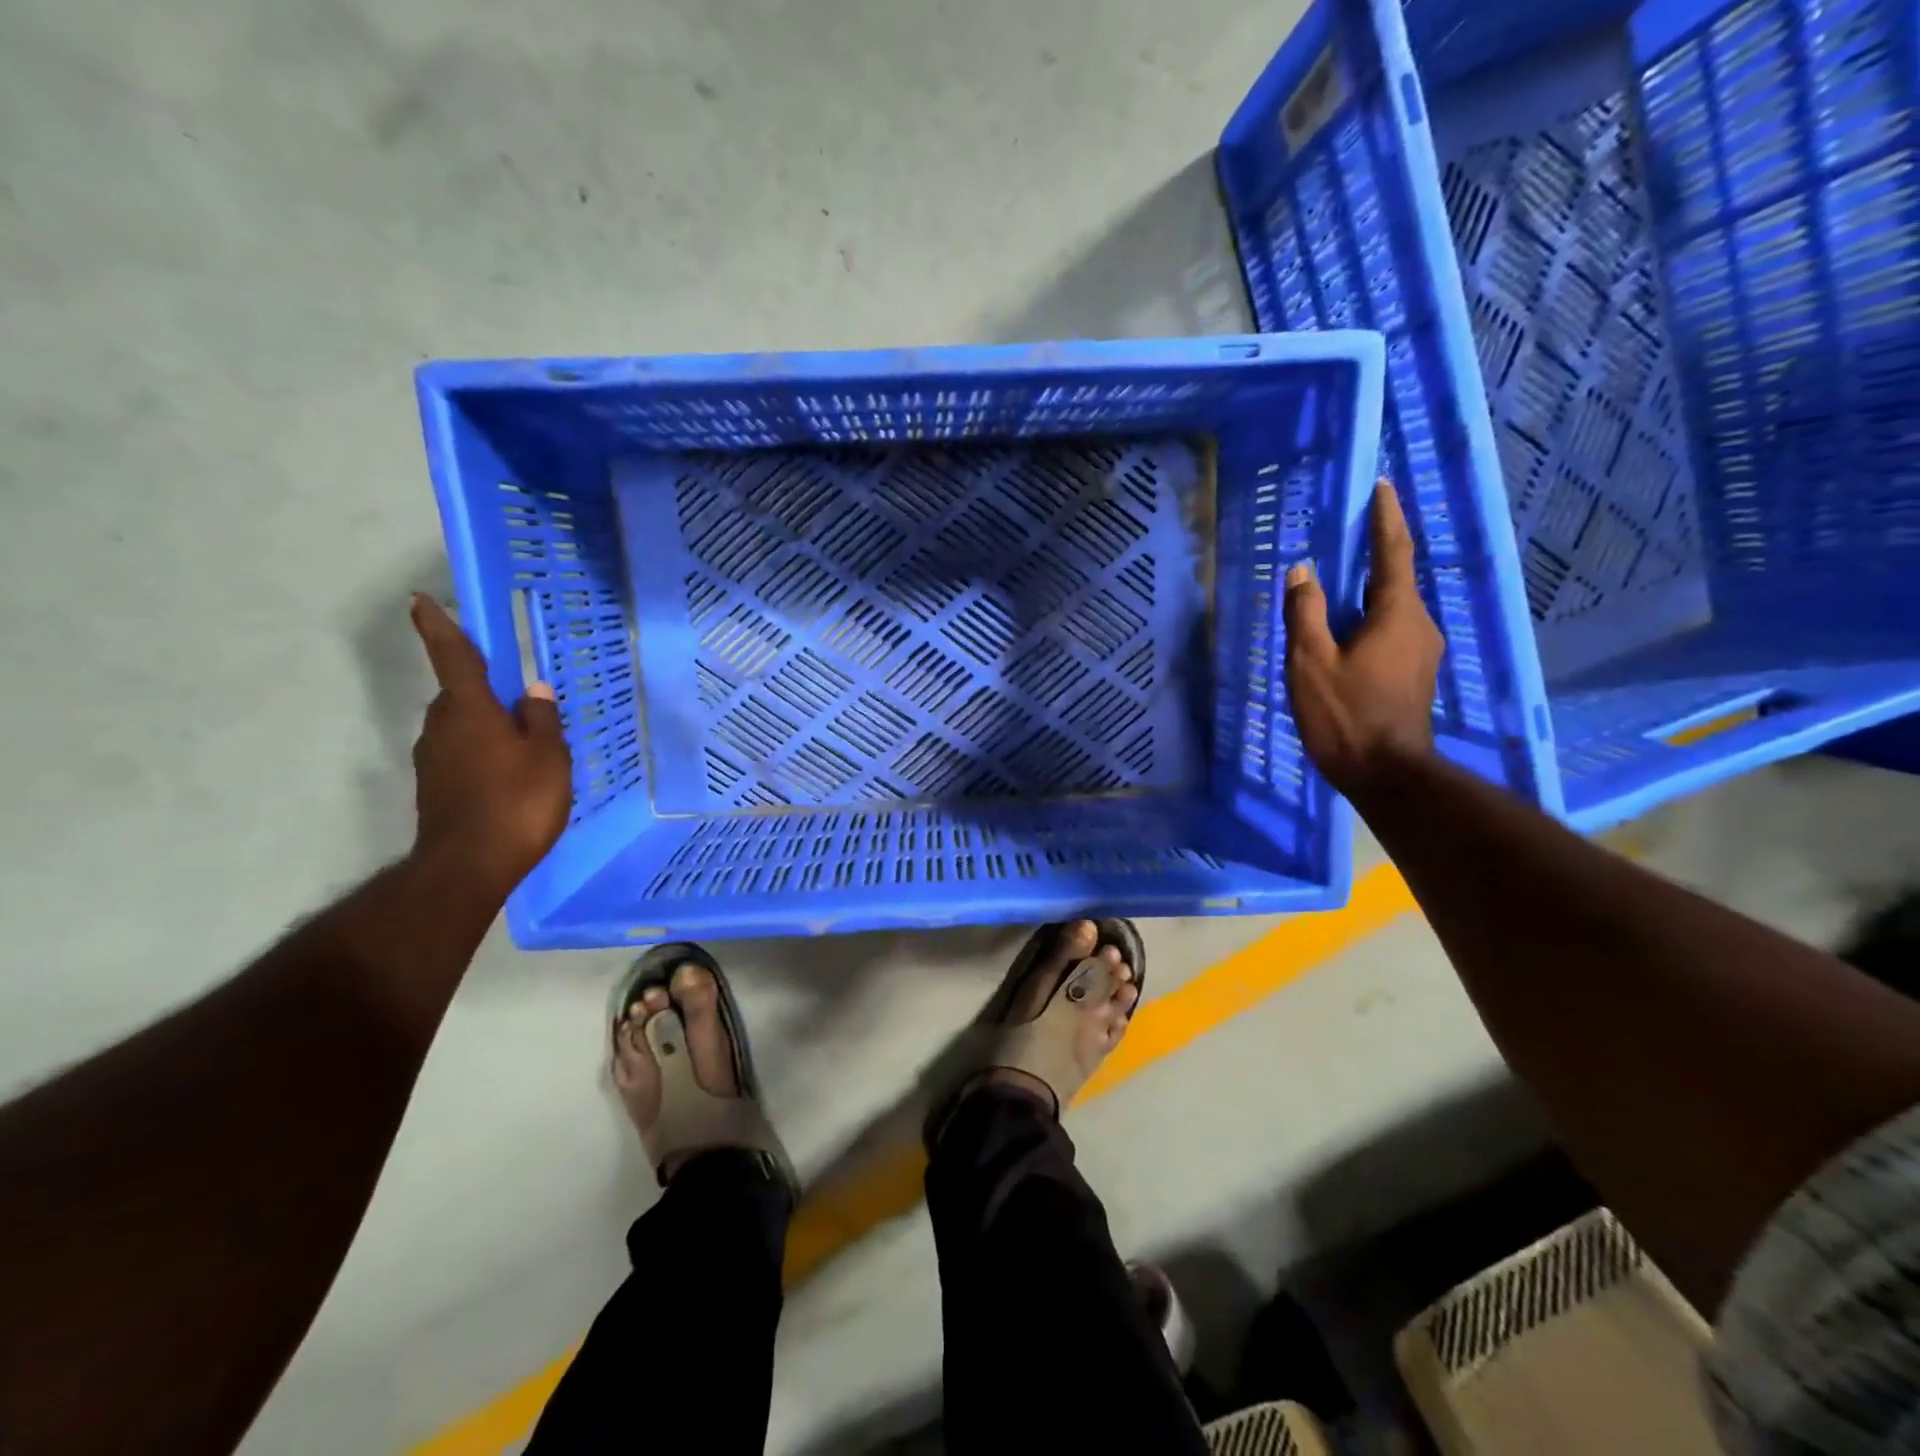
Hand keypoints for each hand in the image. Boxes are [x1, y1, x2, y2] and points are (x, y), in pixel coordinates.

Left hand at [408, 595, 572, 897]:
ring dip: (486, 726)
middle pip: (460, 695)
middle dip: (484, 692)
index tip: (421, 600)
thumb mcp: (548, 757)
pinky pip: (461, 753)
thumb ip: (542, 720)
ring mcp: (433, 758)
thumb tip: (534, 690)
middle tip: (522, 706)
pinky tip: (508, 776)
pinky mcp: (434, 786)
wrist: (469, 866)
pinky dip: (482, 753)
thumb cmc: (517, 802)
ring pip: (461, 726)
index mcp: (470, 710)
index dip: (438, 627)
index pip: (453, 657)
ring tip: (524, 748)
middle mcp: (442, 726)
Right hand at [1283, 480, 1443, 796]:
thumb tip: (1302, 570)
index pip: (1393, 553)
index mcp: (1397, 614)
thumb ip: (1305, 612)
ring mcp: (1422, 651)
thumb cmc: (1345, 714)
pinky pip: (1392, 629)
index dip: (1386, 518)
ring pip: (1394, 606)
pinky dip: (1370, 616)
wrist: (1385, 773)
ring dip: (1370, 588)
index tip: (1382, 487)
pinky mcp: (1414, 673)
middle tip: (1350, 531)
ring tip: (1341, 580)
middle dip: (1376, 551)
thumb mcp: (1311, 661)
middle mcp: (1420, 624)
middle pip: (1397, 578)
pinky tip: (1347, 626)